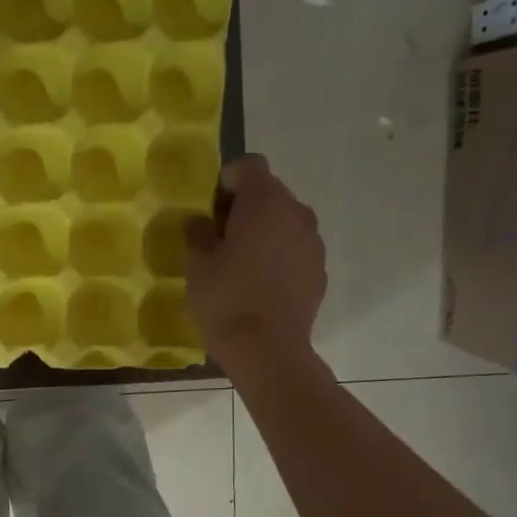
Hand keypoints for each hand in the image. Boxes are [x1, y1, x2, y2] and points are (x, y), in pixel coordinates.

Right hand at [184, 154, 327, 374]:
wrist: (267, 350)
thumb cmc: (226, 300)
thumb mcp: (197, 265)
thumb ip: (198, 234)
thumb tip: (202, 223)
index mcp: (264, 203)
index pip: (249, 166)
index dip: (227, 180)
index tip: (211, 208)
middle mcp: (296, 213)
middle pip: (269, 192)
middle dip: (245, 207)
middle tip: (220, 238)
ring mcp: (313, 242)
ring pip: (284, 221)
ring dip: (264, 231)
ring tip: (241, 264)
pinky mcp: (319, 269)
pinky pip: (295, 248)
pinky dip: (278, 255)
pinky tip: (260, 284)